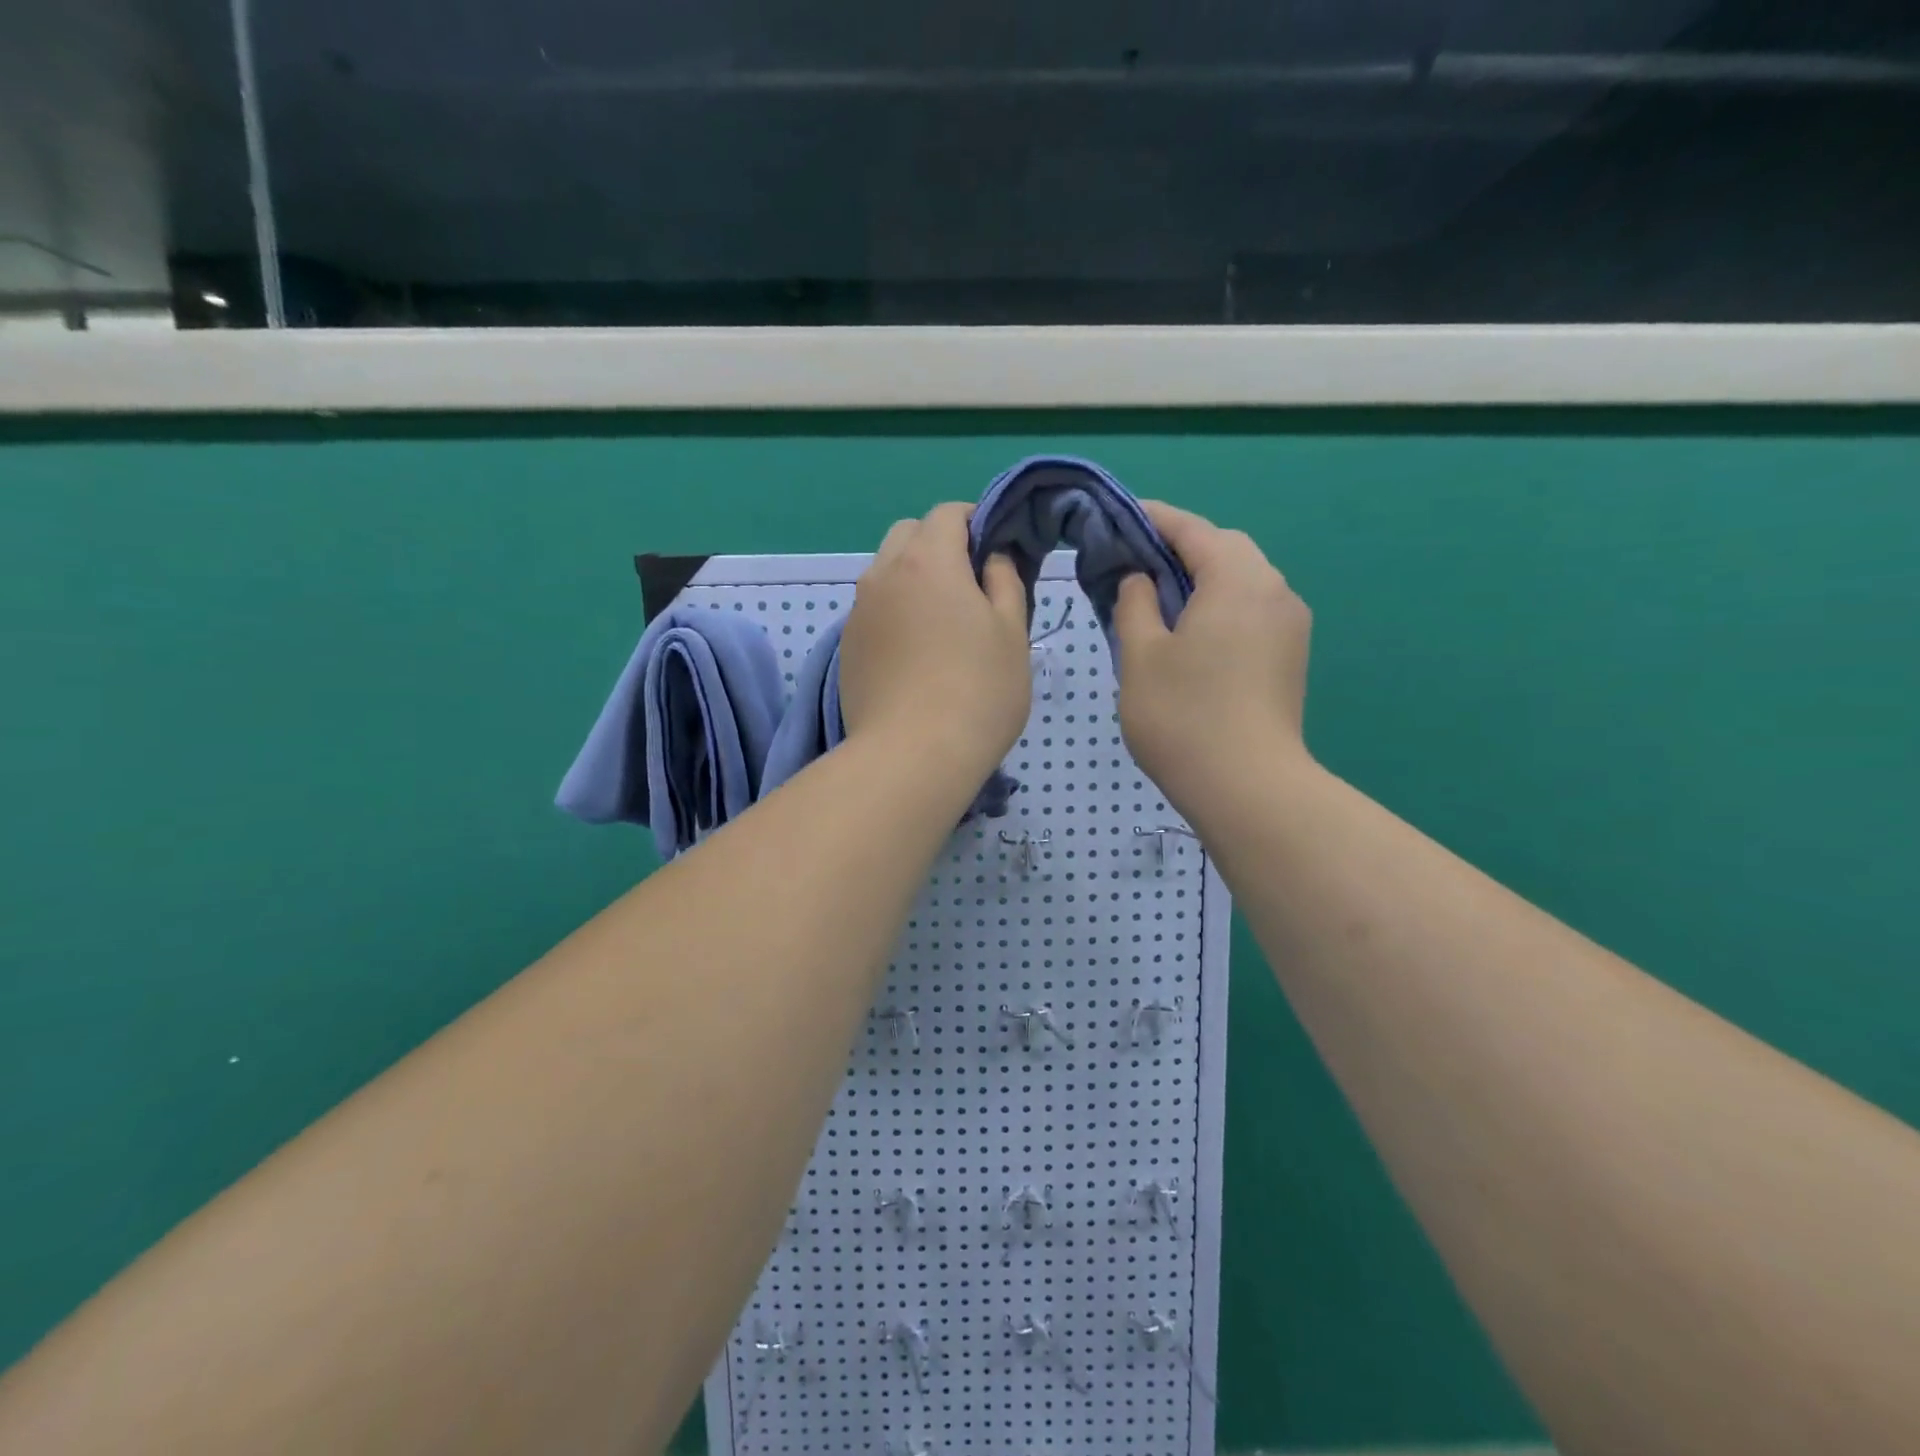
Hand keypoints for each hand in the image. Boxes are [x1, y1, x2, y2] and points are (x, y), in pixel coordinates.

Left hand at [839, 503, 1031, 779]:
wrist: (911, 757)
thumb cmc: (977, 691)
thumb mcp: (1013, 632)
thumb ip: (1006, 581)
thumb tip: (992, 558)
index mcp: (927, 560)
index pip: (947, 513)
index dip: (975, 521)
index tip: (996, 550)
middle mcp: (883, 574)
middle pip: (908, 534)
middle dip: (938, 544)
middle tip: (969, 586)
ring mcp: (858, 612)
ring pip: (885, 572)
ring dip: (913, 578)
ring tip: (940, 622)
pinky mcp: (846, 647)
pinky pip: (872, 609)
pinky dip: (894, 612)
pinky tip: (914, 653)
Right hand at [1111, 501, 1313, 822]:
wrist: (1248, 787)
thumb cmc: (1183, 716)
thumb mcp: (1140, 655)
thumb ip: (1134, 604)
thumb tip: (1141, 579)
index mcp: (1237, 579)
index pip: (1191, 529)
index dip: (1152, 519)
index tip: (1117, 518)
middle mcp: (1273, 589)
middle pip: (1224, 549)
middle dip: (1180, 547)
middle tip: (1134, 564)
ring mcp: (1290, 624)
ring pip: (1242, 580)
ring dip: (1202, 577)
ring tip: (1158, 598)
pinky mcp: (1291, 655)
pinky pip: (1252, 609)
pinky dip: (1220, 604)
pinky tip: (1191, 632)